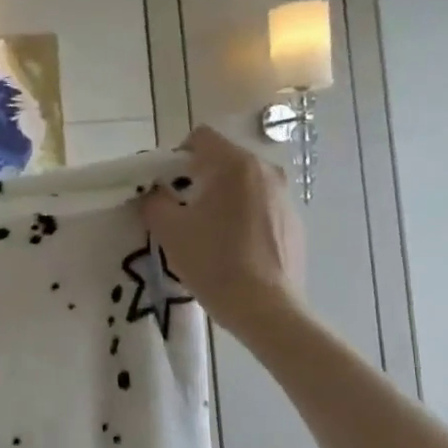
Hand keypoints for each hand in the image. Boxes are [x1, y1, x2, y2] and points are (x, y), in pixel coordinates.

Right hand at [138, 126, 306, 344]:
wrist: (266, 309)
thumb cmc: (213, 262)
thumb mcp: (169, 230)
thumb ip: (154, 201)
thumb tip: (153, 193)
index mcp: (235, 165)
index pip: (200, 138)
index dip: (176, 157)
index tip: (165, 187)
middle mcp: (266, 172)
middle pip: (223, 161)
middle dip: (198, 179)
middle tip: (180, 211)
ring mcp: (285, 198)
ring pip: (242, 186)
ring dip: (221, 199)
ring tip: (206, 233)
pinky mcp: (294, 224)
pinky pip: (260, 208)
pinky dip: (242, 218)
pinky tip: (232, 250)